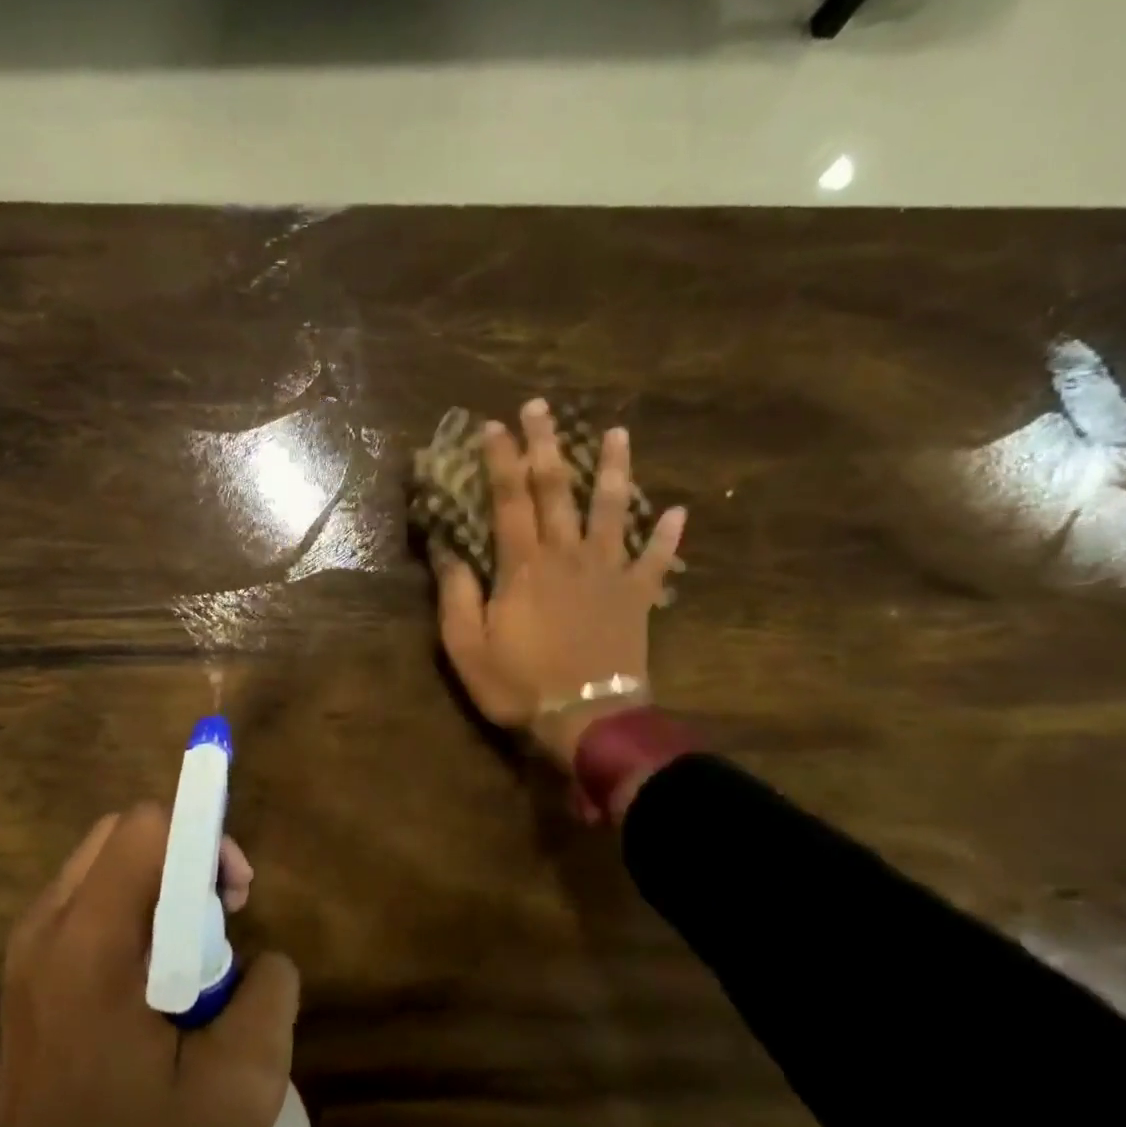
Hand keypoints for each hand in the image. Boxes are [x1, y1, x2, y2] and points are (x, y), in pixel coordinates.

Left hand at [0, 806, 297, 1126]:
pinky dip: (135, 912)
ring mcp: (29, 948)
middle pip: (125, 834)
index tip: (235, 898)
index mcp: (88, 942)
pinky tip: (156, 983)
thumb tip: (260, 957)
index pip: (146, 826)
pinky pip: (91, 902)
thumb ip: (269, 996)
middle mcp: (47, 926)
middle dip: (186, 858)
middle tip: (222, 922)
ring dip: (162, 886)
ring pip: (107, 864)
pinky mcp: (29, 974)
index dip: (204, 838)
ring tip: (195, 959)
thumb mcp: (237, 1094)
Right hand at [434, 398, 685, 772]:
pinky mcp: (637, 597)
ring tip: (619, 433)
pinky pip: (656, 561)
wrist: (587, 720)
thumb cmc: (519, 684)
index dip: (500, 459)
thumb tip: (445, 548)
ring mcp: (608, 573)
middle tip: (541, 406)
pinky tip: (680, 512)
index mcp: (523, 565)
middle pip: (557, 490)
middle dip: (547, 445)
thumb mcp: (466, 645)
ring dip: (614, 470)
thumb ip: (455, 594)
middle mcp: (567, 555)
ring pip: (613, 510)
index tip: (492, 425)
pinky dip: (669, 537)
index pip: (508, 499)